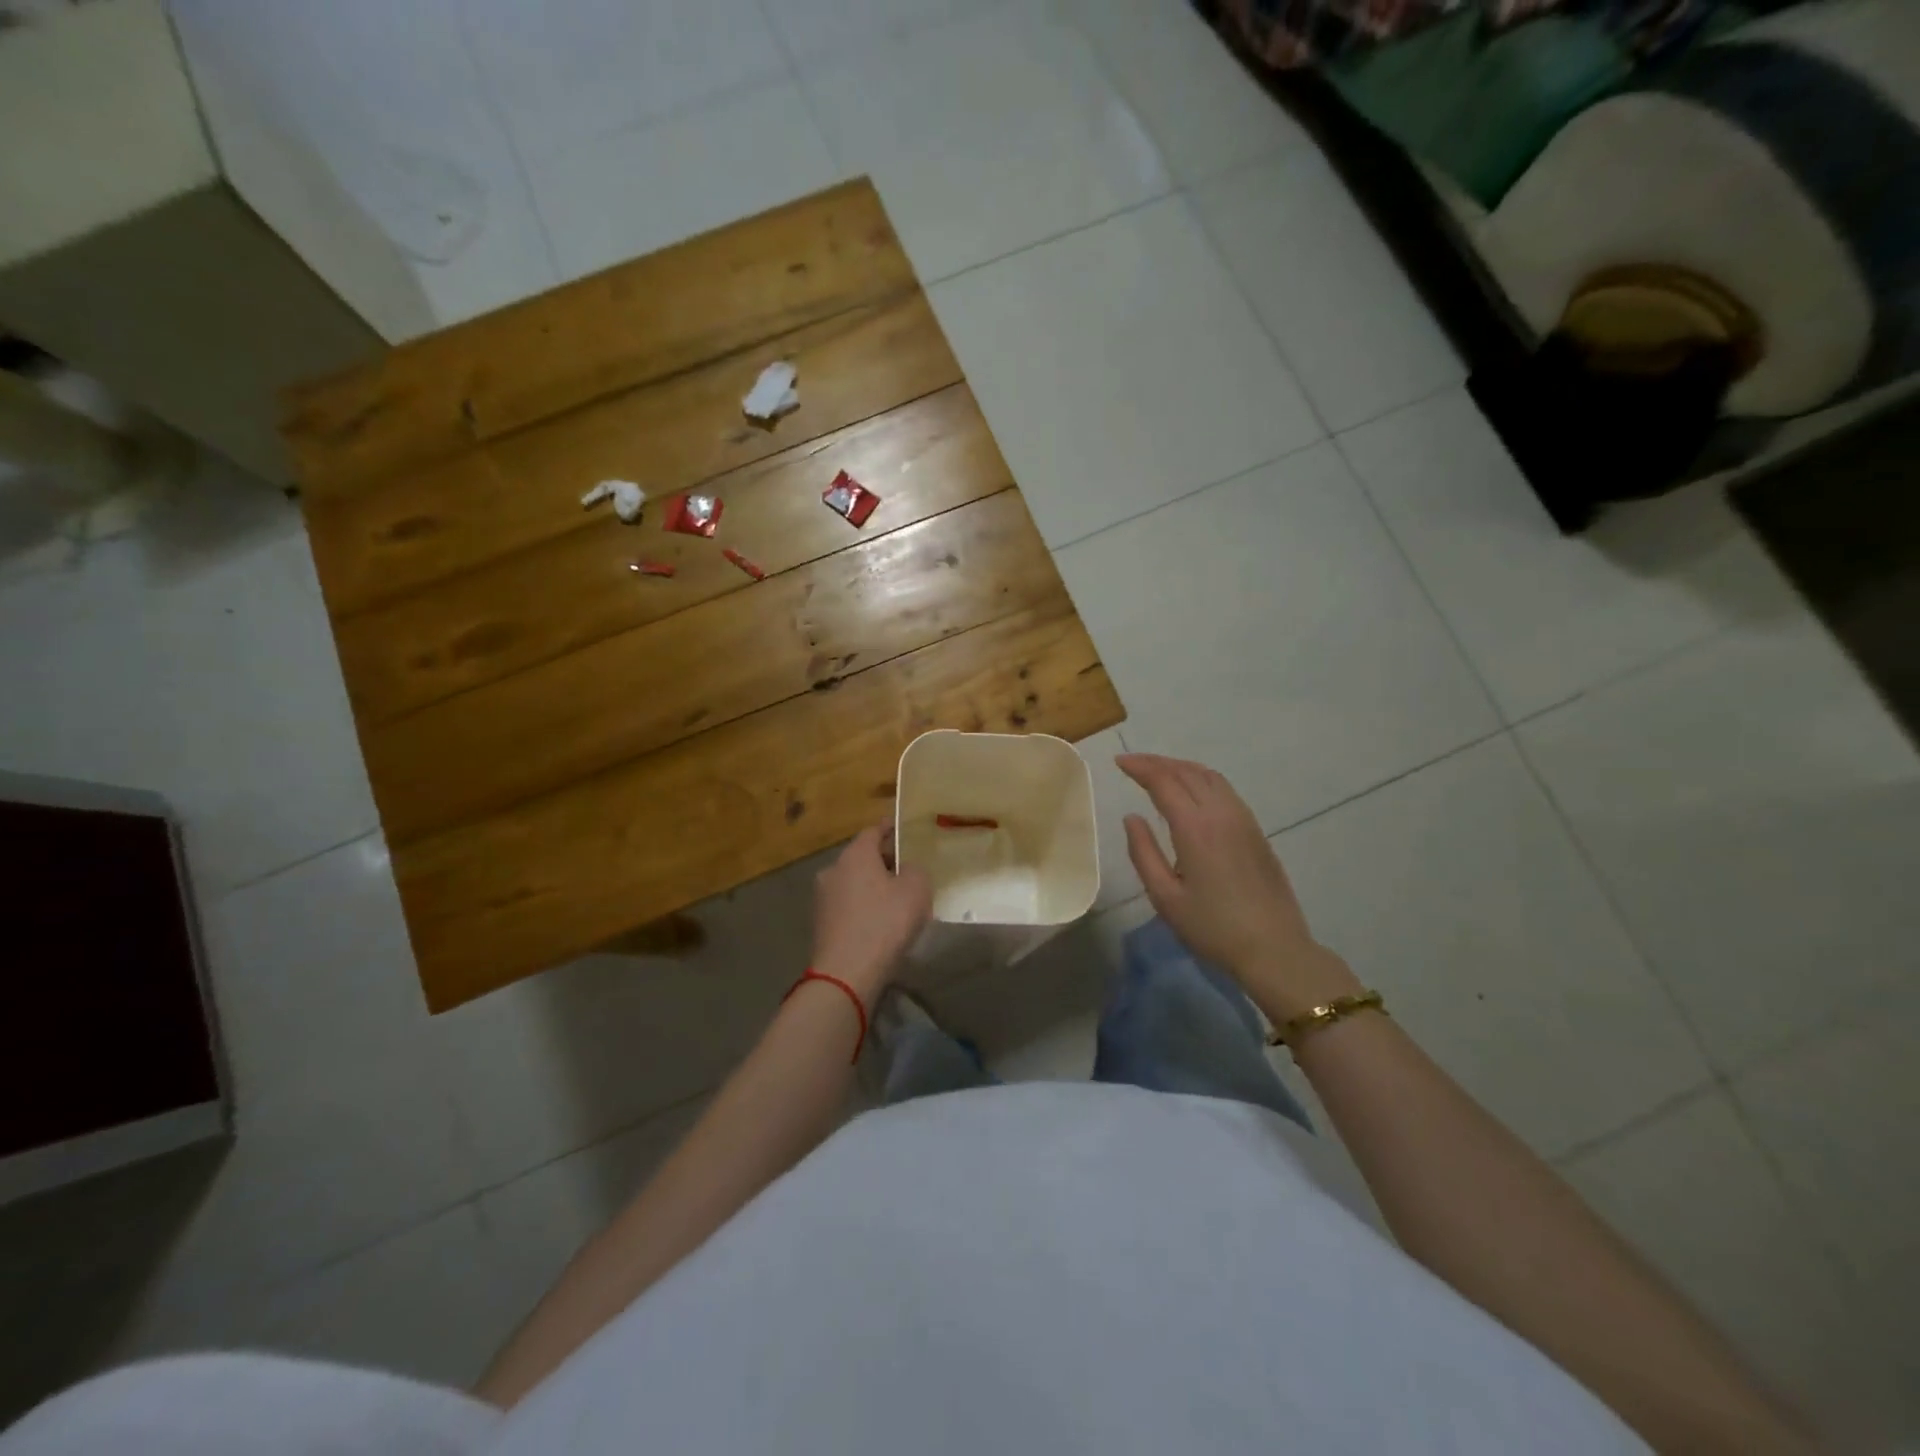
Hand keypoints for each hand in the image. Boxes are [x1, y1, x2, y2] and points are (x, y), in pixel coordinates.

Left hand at [810, 825, 932, 1003]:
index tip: (906, 830)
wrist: (847, 973)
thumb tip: (905, 869)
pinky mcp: (821, 923)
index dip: (891, 829)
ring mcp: (823, 897)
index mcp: (855, 854)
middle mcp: (833, 869)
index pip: (874, 830)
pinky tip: (880, 923)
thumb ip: (915, 869)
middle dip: (885, 861)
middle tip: (909, 869)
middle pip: (862, 857)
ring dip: (873, 886)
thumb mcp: (916, 889)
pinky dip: (863, 907)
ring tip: (897, 899)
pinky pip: (848, 905)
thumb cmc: (885, 922)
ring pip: (854, 882)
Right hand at [1118, 753, 1361, 1022]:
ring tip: (1159, 771)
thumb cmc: (1212, 927)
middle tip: (1133, 763)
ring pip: (1210, 777)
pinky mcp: (1256, 830)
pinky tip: (1192, 791)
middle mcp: (1221, 813)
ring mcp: (1243, 820)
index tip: (1119, 762)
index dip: (1140, 767)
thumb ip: (1143, 853)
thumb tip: (1132, 817)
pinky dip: (1201, 779)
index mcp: (1195, 827)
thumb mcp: (1165, 897)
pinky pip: (1225, 790)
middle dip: (1158, 762)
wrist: (1274, 948)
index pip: (1164, 781)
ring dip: (1181, 767)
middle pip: (1187, 772)